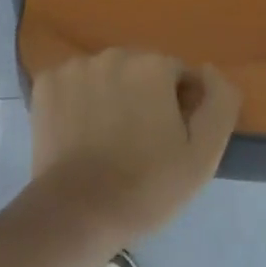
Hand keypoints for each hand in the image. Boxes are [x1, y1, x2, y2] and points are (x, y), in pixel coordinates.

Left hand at [26, 50, 240, 266]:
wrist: (76, 213)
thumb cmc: (146, 186)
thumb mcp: (203, 155)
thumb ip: (219, 103)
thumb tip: (208, 71)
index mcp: (152, 65)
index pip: (178, 75)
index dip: (180, 107)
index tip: (171, 140)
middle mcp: (113, 54)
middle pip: (140, 70)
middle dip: (144, 96)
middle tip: (140, 142)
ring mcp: (75, 66)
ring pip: (105, 75)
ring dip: (111, 95)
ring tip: (107, 140)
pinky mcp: (46, 83)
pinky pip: (73, 84)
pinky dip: (78, 100)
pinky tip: (79, 132)